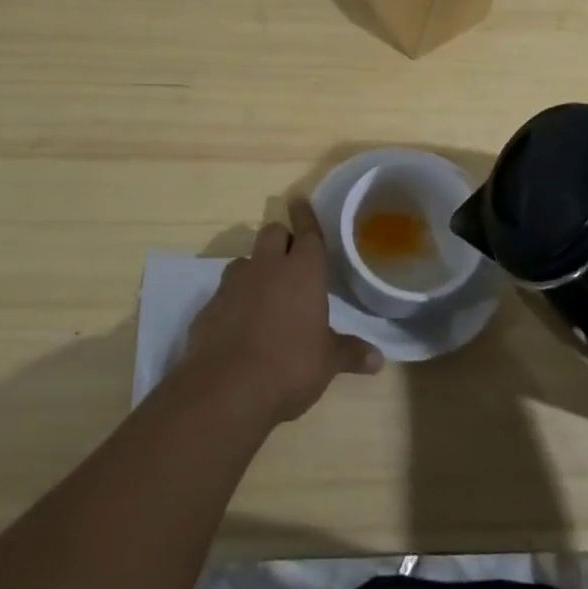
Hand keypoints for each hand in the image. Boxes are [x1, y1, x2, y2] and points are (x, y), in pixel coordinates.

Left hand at [182, 196, 383, 422]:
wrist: (226, 389)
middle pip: (272, 233)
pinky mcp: (209, 306)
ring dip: (256, 269)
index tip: (298, 198)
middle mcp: (267, 267)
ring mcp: (234, 284)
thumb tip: (378, 359)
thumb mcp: (327, 363)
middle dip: (281, 239)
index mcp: (302, 270)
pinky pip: (225, 292)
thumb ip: (350, 353)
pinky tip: (240, 325)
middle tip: (290, 258)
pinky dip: (235, 300)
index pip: (307, 231)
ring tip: (265, 294)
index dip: (305, 214)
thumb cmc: (289, 366)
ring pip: (246, 260)